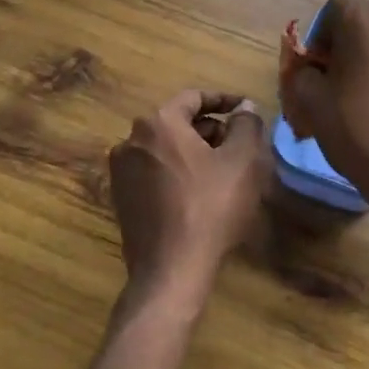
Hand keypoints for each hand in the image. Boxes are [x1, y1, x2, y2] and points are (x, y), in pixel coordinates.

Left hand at [107, 90, 269, 312]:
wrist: (171, 270)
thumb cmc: (211, 207)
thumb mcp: (242, 161)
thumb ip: (246, 124)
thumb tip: (244, 107)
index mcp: (158, 122)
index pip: (194, 98)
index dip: (224, 100)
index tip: (245, 110)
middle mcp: (132, 139)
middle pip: (178, 123)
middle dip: (211, 130)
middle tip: (239, 145)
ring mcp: (121, 171)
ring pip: (166, 148)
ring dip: (194, 152)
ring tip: (223, 170)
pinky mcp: (121, 198)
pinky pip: (154, 172)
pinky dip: (177, 172)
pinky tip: (199, 193)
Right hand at [284, 0, 368, 219]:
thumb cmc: (360, 133)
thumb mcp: (311, 103)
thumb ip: (303, 72)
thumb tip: (312, 69)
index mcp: (364, 18)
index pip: (334, 12)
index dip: (323, 39)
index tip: (321, 70)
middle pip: (368, 24)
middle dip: (354, 46)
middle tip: (348, 84)